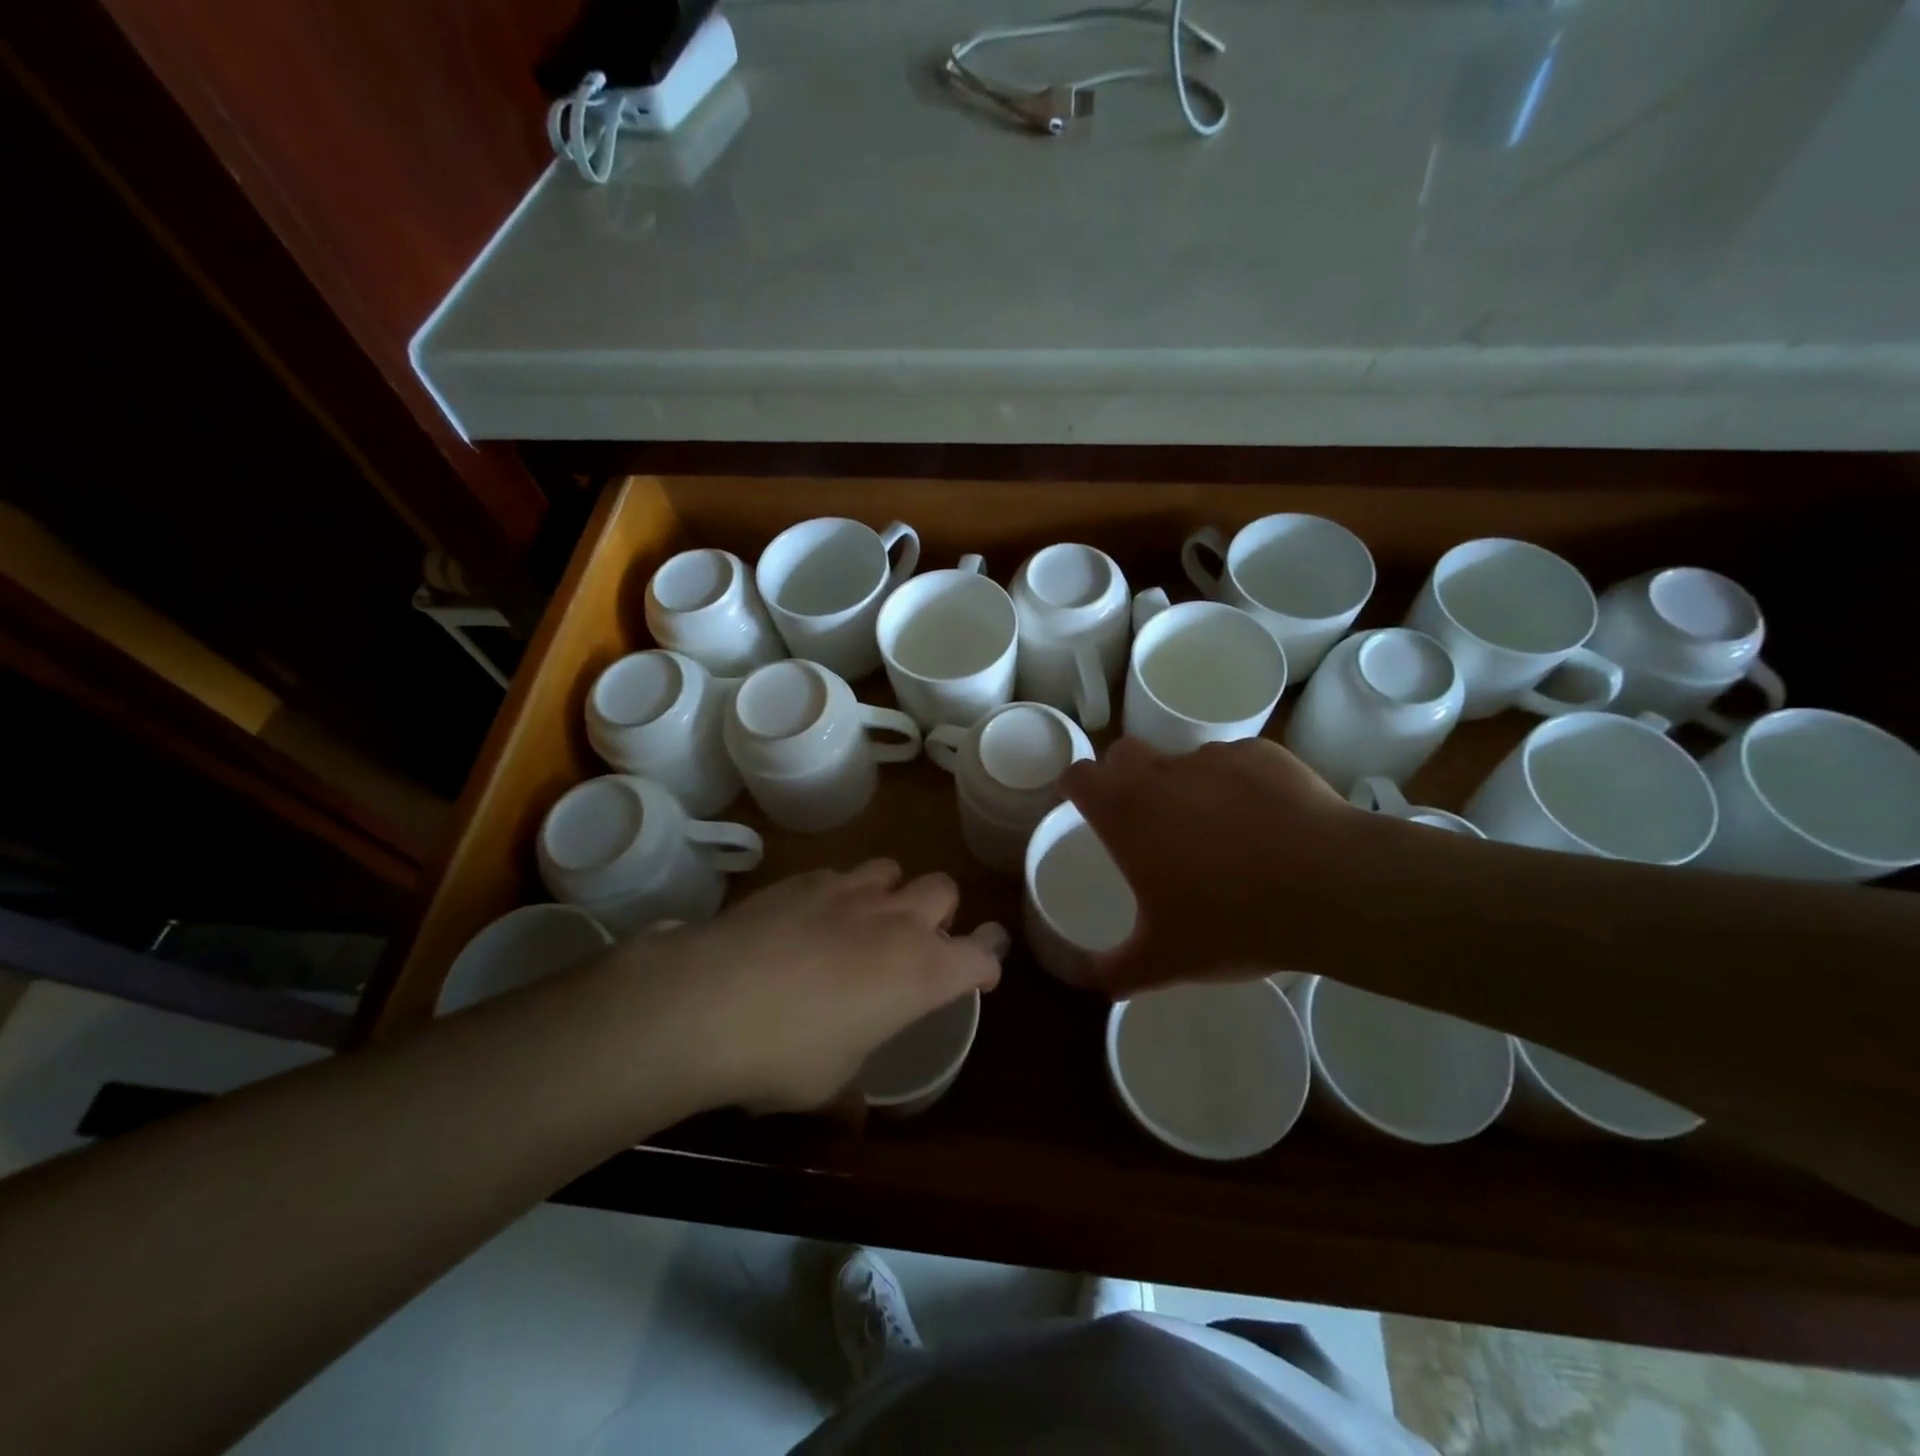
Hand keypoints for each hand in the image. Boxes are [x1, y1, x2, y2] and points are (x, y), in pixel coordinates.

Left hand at [619, 861, 1005, 1114]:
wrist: (707, 1000)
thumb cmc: (784, 1054)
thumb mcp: (827, 1085)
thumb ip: (852, 1093)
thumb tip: (854, 1117)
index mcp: (920, 972)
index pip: (980, 956)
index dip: (984, 966)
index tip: (978, 979)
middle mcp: (896, 920)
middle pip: (944, 891)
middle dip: (941, 914)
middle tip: (916, 943)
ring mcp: (850, 891)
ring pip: (894, 869)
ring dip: (892, 893)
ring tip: (866, 921)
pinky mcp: (805, 878)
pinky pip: (841, 874)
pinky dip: (840, 893)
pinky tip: (810, 920)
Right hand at [1060, 737, 1378, 996]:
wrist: (1332, 888)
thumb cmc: (1232, 922)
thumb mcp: (1165, 961)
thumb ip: (1115, 971)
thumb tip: (1088, 981)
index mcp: (1126, 811)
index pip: (1078, 776)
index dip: (1076, 790)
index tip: (1086, 811)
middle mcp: (1162, 772)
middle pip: (1124, 754)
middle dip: (1124, 778)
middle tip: (1146, 822)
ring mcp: (1215, 757)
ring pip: (1183, 760)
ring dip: (1185, 785)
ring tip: (1218, 831)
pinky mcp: (1264, 754)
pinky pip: (1236, 763)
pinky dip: (1238, 785)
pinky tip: (1266, 824)